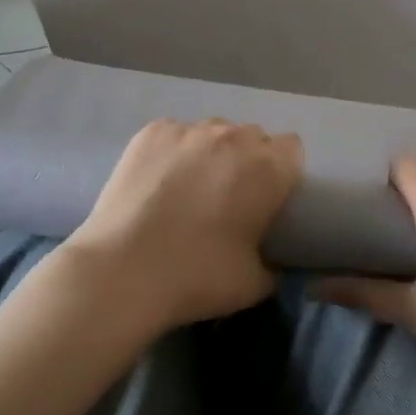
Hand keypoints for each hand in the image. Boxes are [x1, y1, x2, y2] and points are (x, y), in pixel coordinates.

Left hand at [56, 118, 302, 337]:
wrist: (124, 270)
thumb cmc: (197, 277)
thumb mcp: (255, 284)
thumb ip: (275, 264)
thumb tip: (273, 259)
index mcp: (268, 169)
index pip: (291, 149)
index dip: (282, 170)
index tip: (268, 196)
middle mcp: (233, 137)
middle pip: (252, 136)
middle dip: (247, 159)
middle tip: (229, 195)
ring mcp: (189, 130)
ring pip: (213, 131)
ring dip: (211, 152)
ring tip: (190, 186)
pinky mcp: (152, 132)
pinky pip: (175, 133)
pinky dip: (174, 151)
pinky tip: (159, 179)